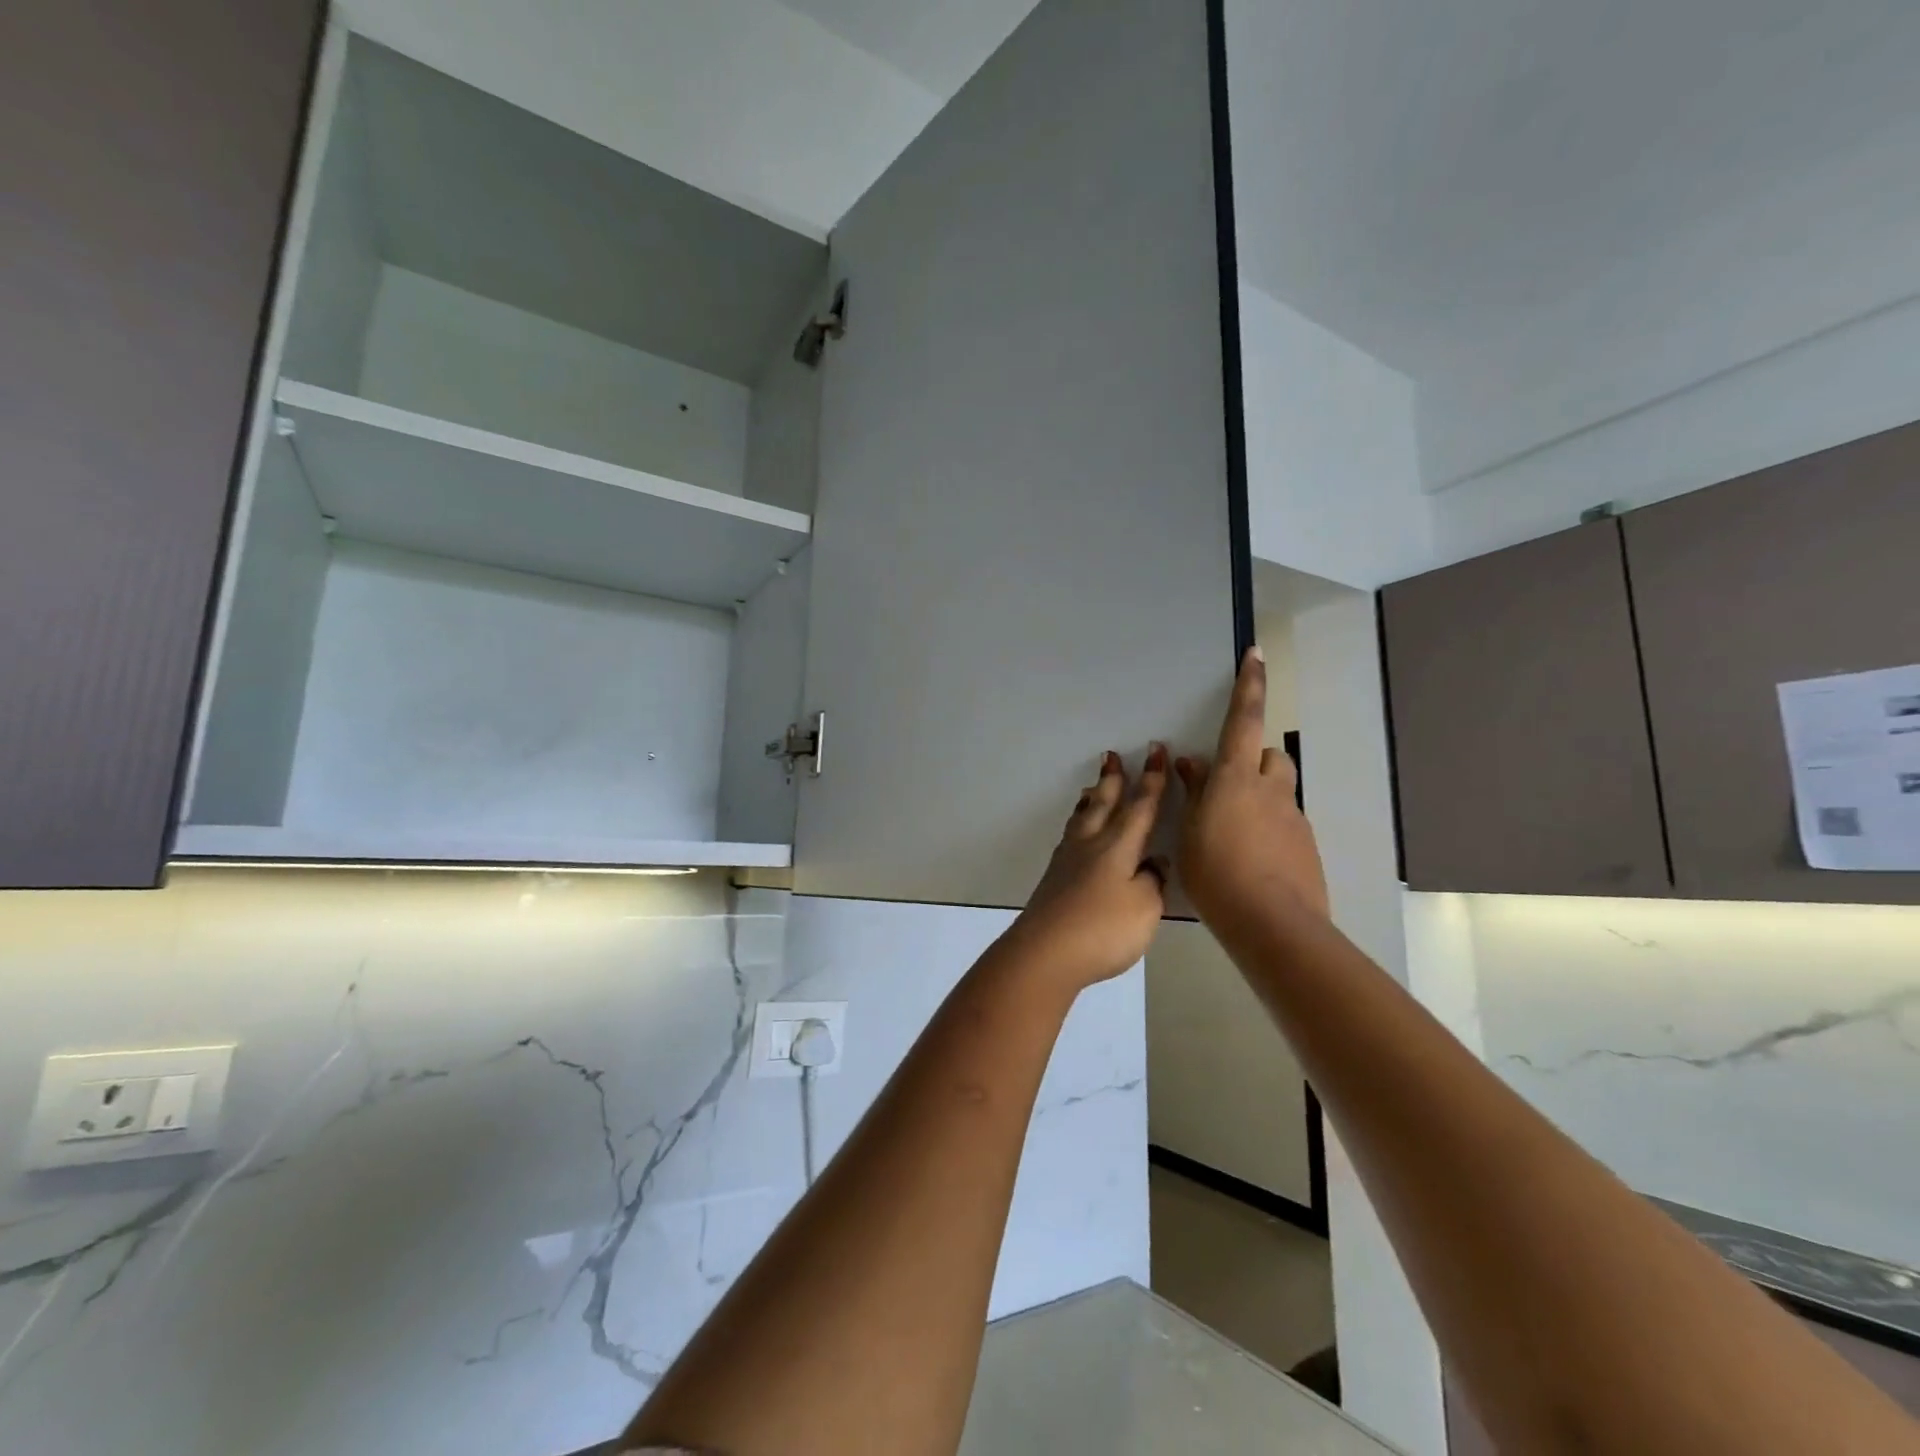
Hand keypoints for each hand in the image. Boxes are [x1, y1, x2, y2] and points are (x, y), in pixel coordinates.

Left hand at [1004, 745, 1170, 992]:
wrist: (1044, 953)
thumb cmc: (1103, 930)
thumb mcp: (1144, 908)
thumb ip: (1151, 882)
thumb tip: (1152, 863)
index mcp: (1118, 847)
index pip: (1140, 807)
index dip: (1151, 781)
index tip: (1156, 753)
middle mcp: (1090, 845)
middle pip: (1104, 804)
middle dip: (1113, 780)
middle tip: (1111, 756)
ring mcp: (1067, 861)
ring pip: (1082, 819)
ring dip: (1091, 800)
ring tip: (1093, 788)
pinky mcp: (1053, 879)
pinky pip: (1070, 837)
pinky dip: (1078, 824)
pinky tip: (1077, 834)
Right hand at [1177, 648, 1329, 929]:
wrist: (1271, 924)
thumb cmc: (1216, 874)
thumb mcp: (1190, 832)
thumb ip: (1194, 793)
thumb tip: (1191, 764)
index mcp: (1236, 779)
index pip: (1244, 720)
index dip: (1249, 685)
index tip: (1256, 654)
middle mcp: (1270, 789)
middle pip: (1268, 756)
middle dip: (1249, 759)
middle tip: (1222, 786)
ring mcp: (1293, 818)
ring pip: (1277, 791)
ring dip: (1257, 796)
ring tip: (1232, 831)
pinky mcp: (1306, 845)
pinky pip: (1284, 821)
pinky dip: (1268, 827)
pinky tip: (1251, 859)